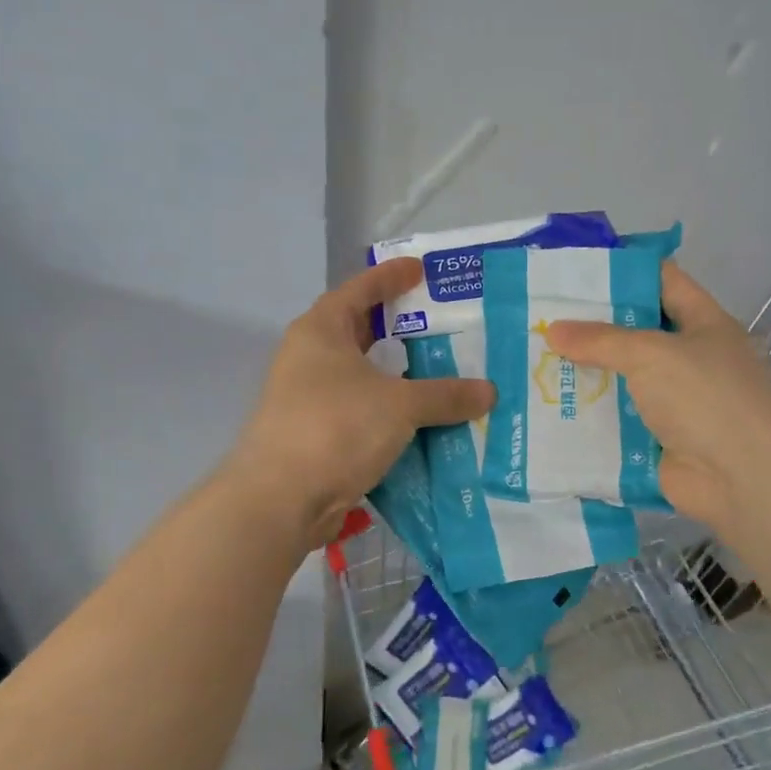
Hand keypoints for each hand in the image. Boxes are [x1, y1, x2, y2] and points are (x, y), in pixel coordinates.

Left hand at [230, 258, 494, 545]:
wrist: (281, 500)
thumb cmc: (335, 427)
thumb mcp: (399, 405)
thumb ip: (445, 395)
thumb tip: (489, 392)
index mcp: (320, 332)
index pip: (359, 290)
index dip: (390, 277)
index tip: (420, 269)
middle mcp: (309, 359)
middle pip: (359, 333)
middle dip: (397, 328)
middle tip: (440, 324)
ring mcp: (309, 400)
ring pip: (363, 378)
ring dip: (398, 377)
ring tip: (442, 372)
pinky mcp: (316, 436)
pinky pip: (362, 413)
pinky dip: (390, 413)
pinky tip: (423, 421)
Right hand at [543, 262, 770, 535]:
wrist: (739, 477)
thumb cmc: (704, 397)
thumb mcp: (651, 354)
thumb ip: (601, 340)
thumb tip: (554, 331)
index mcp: (702, 324)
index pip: (662, 282)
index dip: (623, 271)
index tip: (575, 270)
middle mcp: (689, 359)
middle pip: (635, 333)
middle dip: (591, 327)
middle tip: (541, 317)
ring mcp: (673, 402)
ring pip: (621, 379)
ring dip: (584, 374)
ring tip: (534, 360)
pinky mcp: (655, 439)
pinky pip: (616, 421)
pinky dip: (588, 416)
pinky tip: (548, 407)